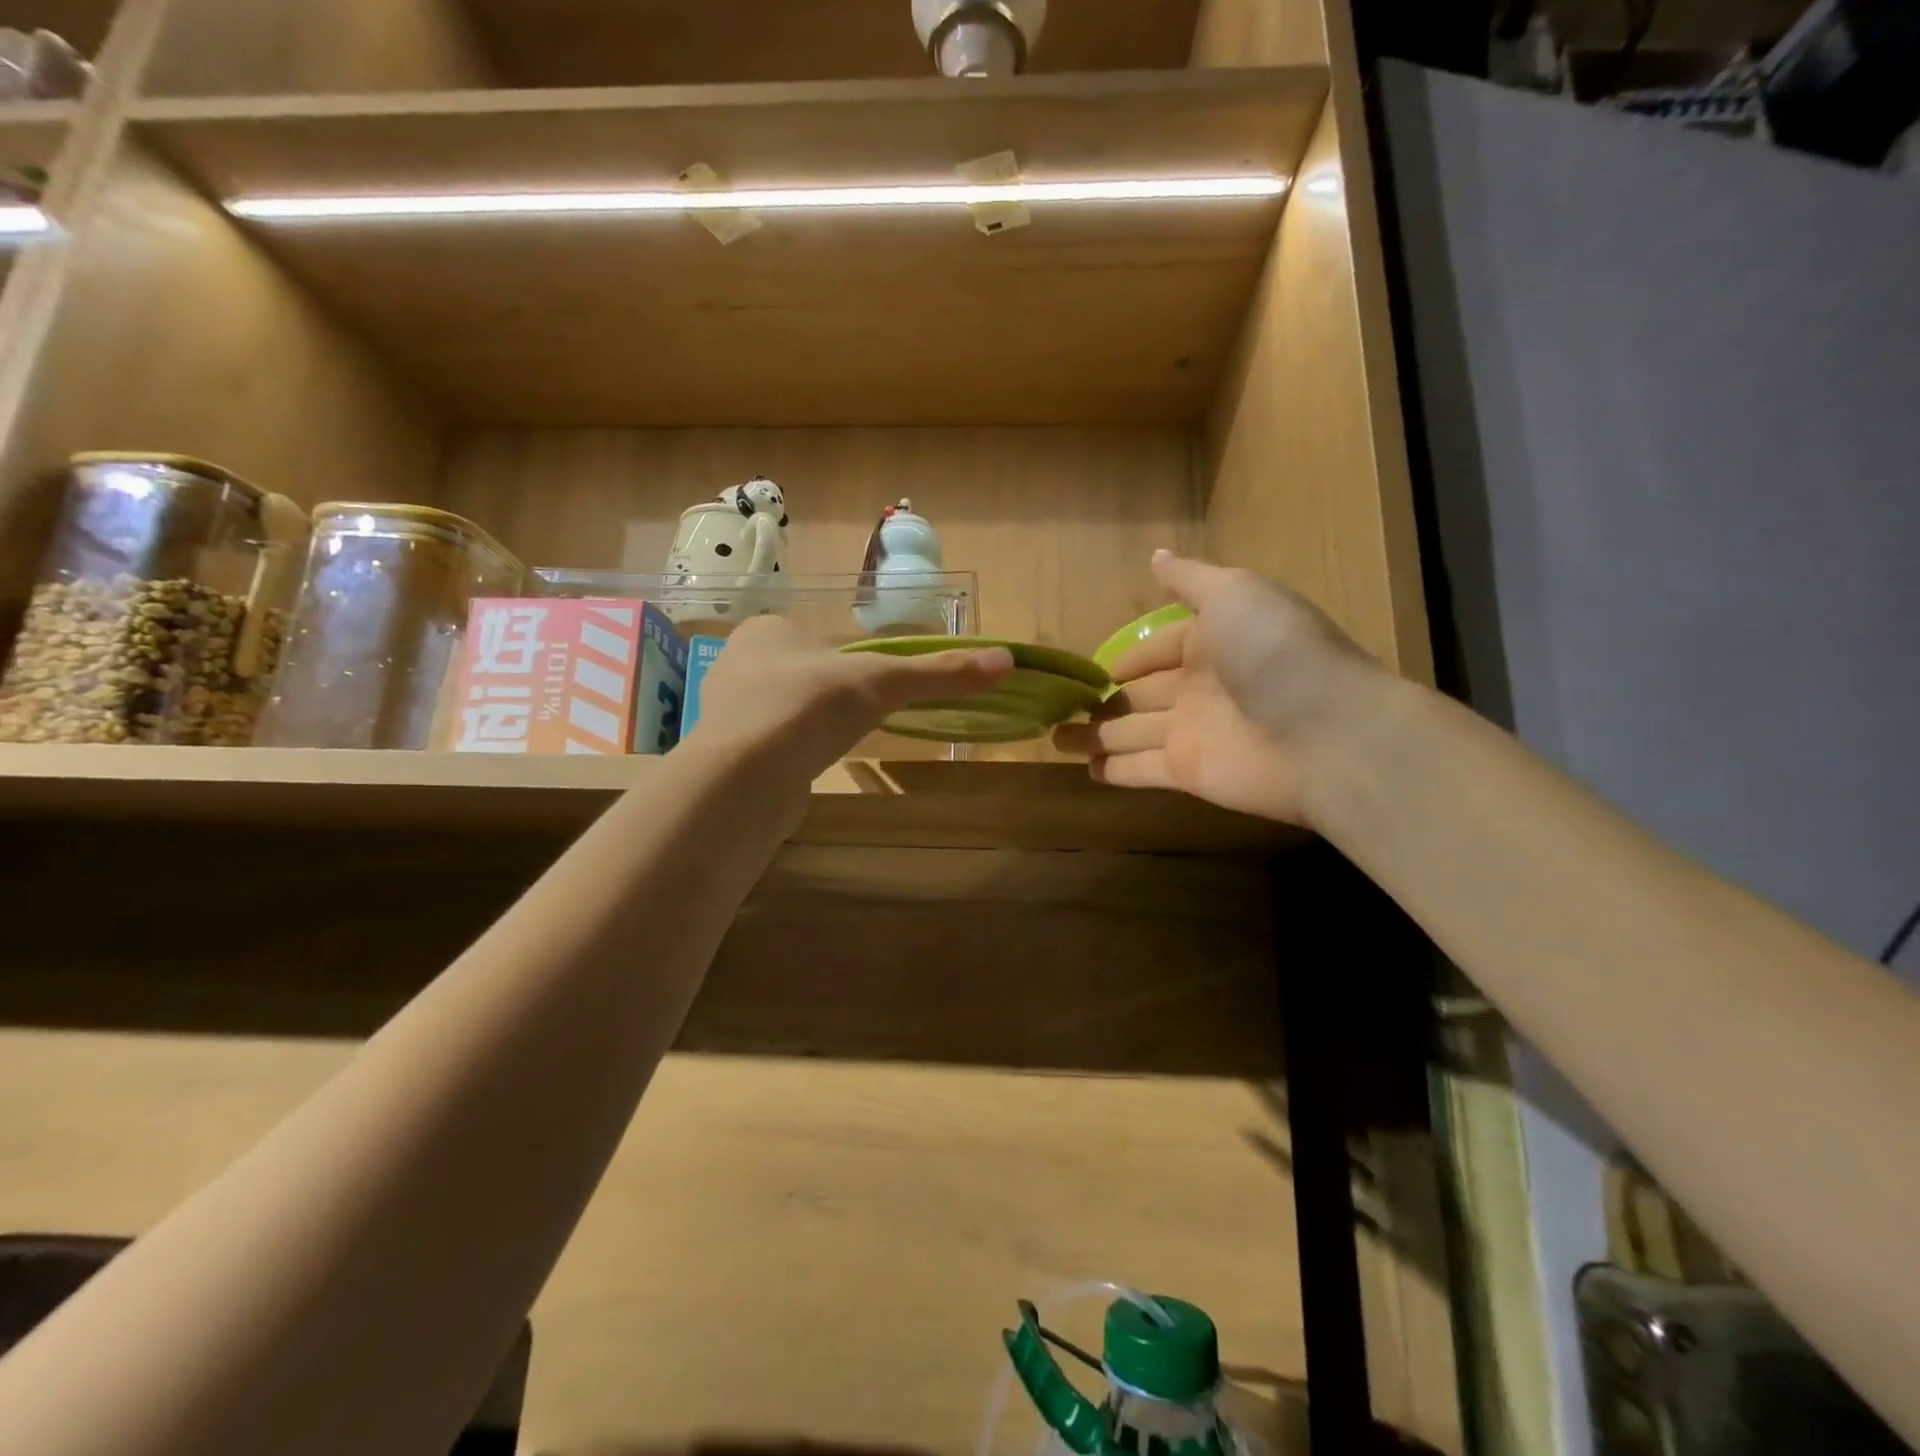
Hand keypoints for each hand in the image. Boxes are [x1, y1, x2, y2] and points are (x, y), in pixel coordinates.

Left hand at [690, 615, 1011, 784]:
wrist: (745, 777)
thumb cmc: (811, 707)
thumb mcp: (883, 682)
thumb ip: (939, 673)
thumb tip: (1007, 660)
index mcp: (767, 630)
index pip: (814, 635)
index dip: (845, 658)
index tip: (870, 683)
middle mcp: (738, 662)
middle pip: (798, 672)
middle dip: (827, 693)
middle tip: (857, 715)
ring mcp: (725, 711)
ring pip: (781, 710)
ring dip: (807, 724)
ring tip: (832, 743)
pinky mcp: (725, 755)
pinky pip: (768, 745)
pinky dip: (791, 753)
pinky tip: (806, 768)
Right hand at [1053, 552, 1386, 826]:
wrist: (1327, 733)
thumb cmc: (1276, 652)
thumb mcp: (1235, 594)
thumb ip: (1190, 580)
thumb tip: (1155, 555)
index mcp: (1213, 641)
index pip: (1159, 649)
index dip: (1129, 657)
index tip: (1093, 668)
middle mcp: (1200, 688)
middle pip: (1141, 695)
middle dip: (1104, 699)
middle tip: (1060, 705)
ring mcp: (1193, 733)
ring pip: (1132, 733)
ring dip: (1096, 735)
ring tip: (1056, 738)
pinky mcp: (1188, 773)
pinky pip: (1141, 769)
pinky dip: (1114, 770)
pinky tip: (1086, 769)